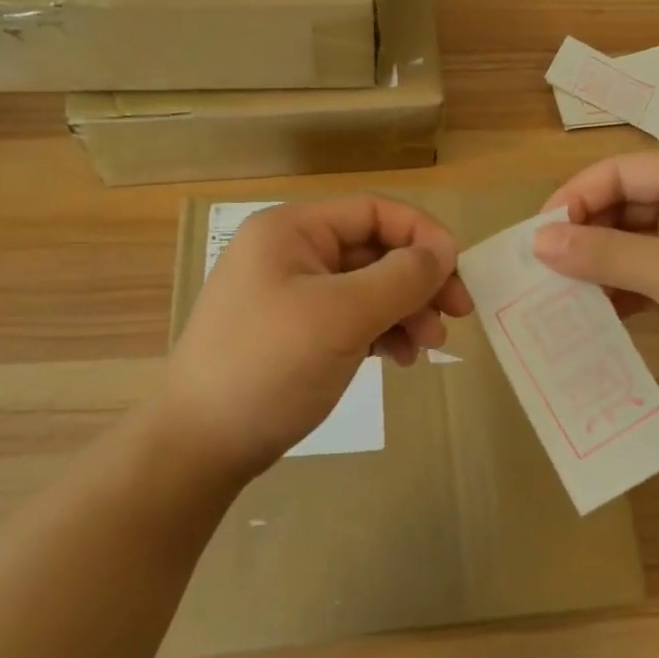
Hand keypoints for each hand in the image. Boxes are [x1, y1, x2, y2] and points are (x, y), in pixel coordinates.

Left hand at [163, 195, 474, 479]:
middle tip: (457, 315)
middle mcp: (292, 252)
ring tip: (430, 347)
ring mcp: (292, 294)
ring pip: (368, 286)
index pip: (374, 211)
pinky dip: (382, 332)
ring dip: (406, 310)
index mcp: (293, 230)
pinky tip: (401, 359)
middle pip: (375, 250)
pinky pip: (352, 317)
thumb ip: (401, 277)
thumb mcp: (342, 316)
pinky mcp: (296, 331)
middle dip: (418, 280)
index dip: (422, 234)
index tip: (458, 272)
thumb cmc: (269, 366)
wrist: (200, 445)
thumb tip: (444, 251)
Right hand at [533, 150, 658, 398]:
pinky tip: (596, 311)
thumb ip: (605, 255)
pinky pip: (650, 269)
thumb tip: (538, 242)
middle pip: (626, 203)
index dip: (576, 198)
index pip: (621, 172)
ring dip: (601, 263)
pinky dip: (624, 286)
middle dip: (585, 234)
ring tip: (560, 291)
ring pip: (634, 239)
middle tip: (543, 268)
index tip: (538, 236)